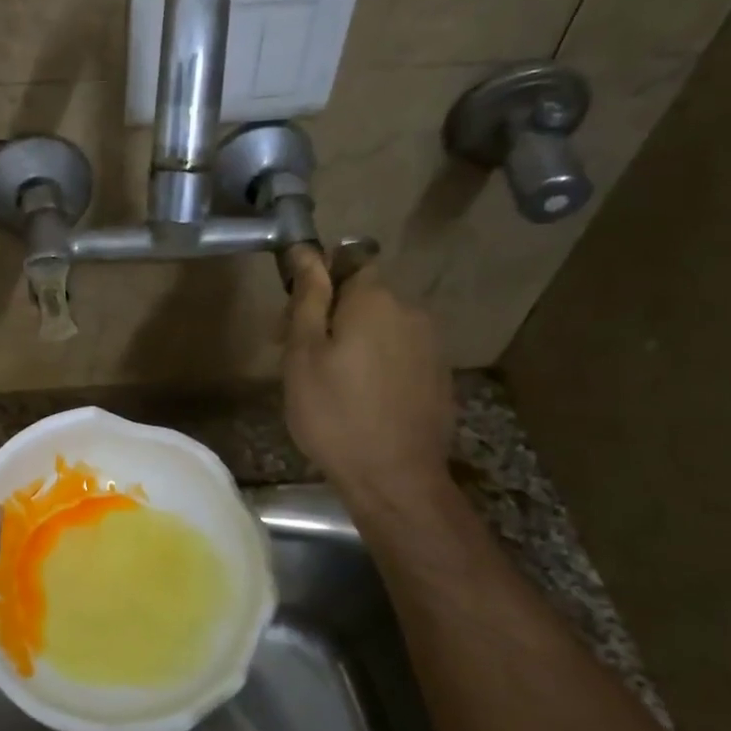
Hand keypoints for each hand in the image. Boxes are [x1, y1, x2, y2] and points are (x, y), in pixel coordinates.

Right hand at [283, 245, 454, 507]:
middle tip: (301, 361)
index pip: (347, 263)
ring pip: (383, 328)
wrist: (395, 478)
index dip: (318, 286)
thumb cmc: (334, 414)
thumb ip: (307, 299)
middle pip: (365, 298)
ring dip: (355, 343)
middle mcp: (410, 312)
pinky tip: (362, 400)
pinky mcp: (438, 376)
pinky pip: (399, 355)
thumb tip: (305, 252)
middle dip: (332, 317)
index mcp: (375, 300)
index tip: (293, 323)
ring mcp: (430, 345)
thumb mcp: (303, 355)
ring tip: (331, 386)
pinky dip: (378, 366)